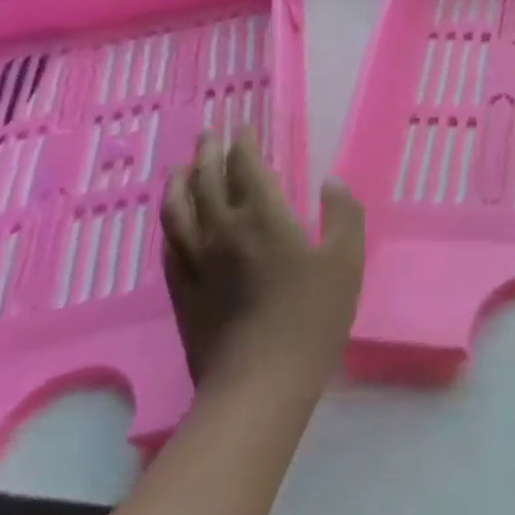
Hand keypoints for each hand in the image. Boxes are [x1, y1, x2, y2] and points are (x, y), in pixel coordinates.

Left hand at [160, 128, 364, 385]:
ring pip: (178, 211)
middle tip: (209, 135)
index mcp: (262, 218)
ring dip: (178, 183)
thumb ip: (343, 215)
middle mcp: (222, 231)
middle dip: (207, 153)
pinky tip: (172, 223)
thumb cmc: (310, 318)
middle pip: (206, 181)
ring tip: (179, 168)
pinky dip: (169, 226)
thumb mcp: (346, 261)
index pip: (246, 167)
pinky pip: (169, 248)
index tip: (244, 128)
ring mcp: (196, 263)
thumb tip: (331, 182)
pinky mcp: (182, 294)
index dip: (243, 144)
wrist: (259, 386)